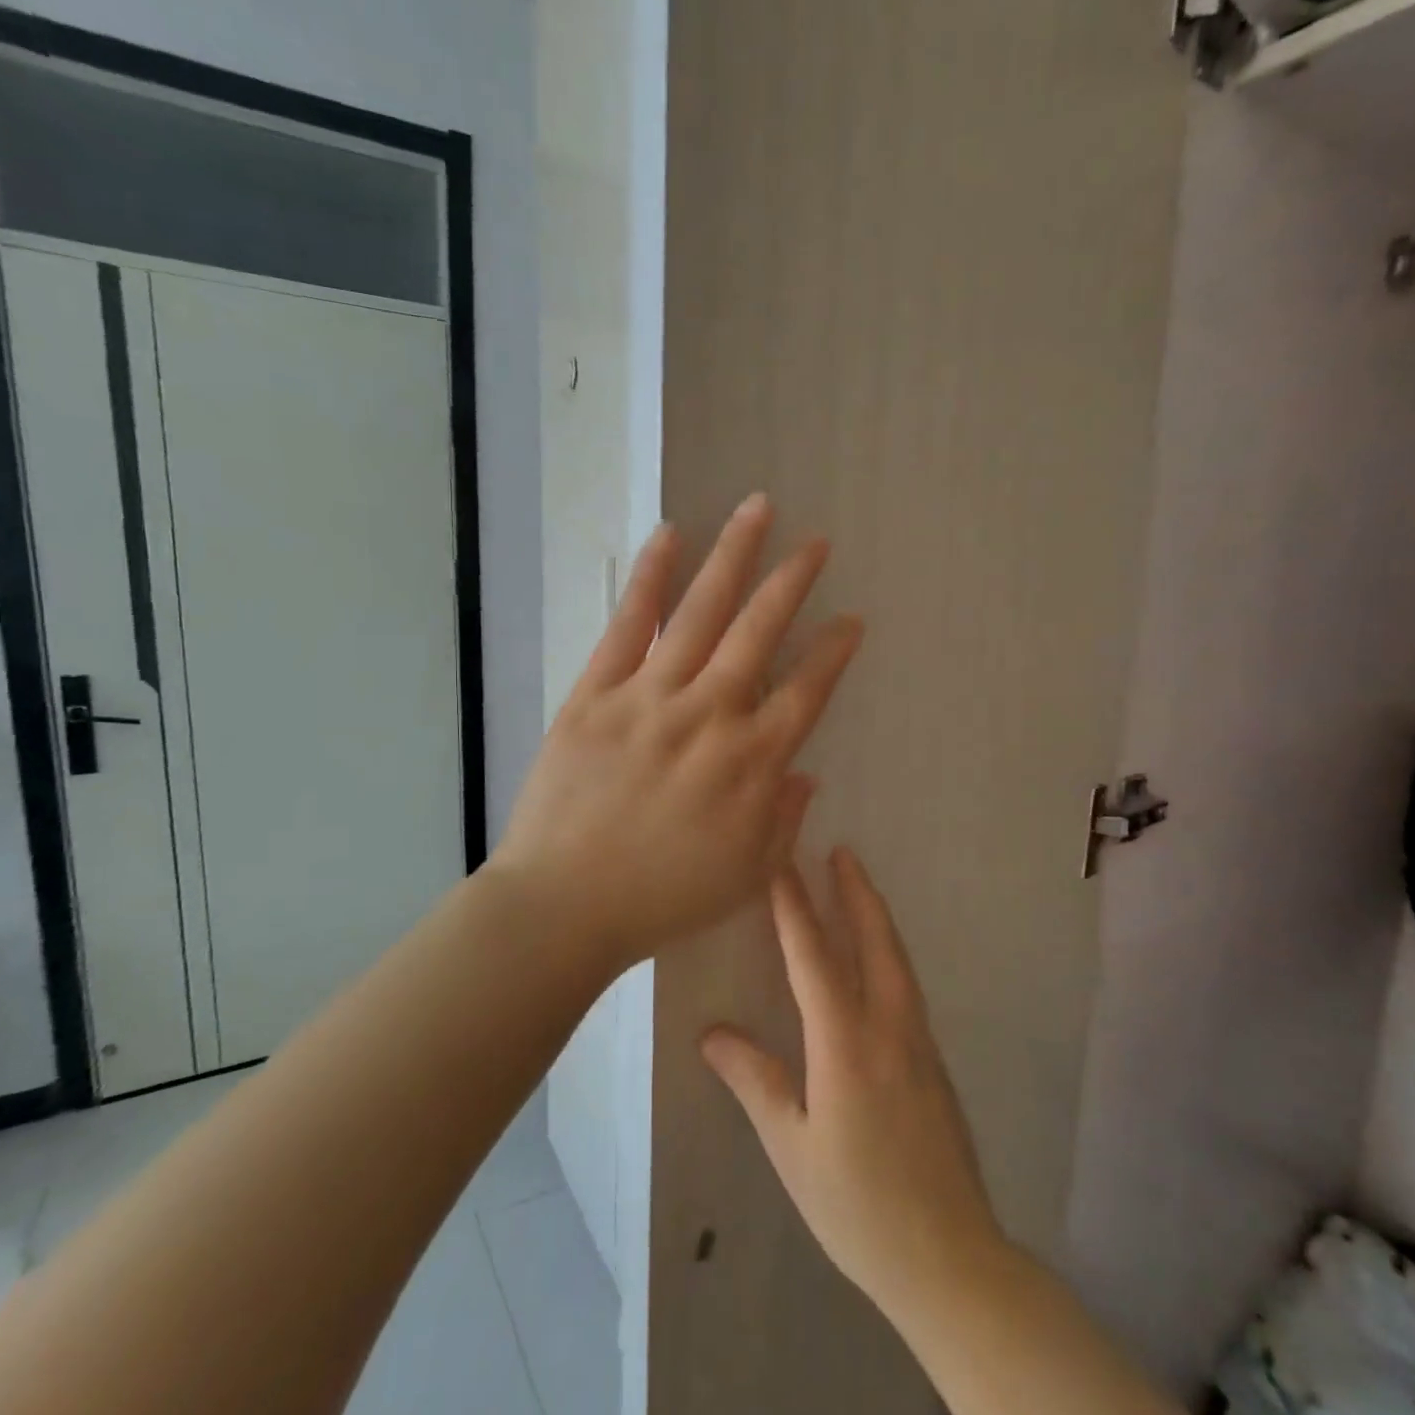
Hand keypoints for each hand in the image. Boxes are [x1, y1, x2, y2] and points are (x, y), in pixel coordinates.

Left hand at [493, 495, 862, 971]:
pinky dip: (649, 578)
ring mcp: (649, 696)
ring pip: (701, 612)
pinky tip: (670, 536)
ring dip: (733, 556)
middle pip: (760, 632)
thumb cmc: (661, 899)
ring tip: (757, 509)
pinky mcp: (596, 693)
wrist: (564, 905)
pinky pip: (627, 625)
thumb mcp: (746, 876)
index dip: (833, 652)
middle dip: (792, 582)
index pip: (806, 691)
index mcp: (751, 762)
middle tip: (815, 542)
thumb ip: (783, 819)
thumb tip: (805, 772)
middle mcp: (709, 715)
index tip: (850, 621)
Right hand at [702, 849, 1007, 1316]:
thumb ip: (756, 1080)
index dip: (794, 908)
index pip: (813, 958)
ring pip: (896, 960)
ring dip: (875, 917)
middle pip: (874, 941)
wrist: (950, 1259)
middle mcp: (889, 1028)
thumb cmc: (857, 1206)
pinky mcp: (933, 1062)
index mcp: (847, 1044)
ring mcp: (918, 1043)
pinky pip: (905, 985)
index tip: (781, 864)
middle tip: (840, 851)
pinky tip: (876, 957)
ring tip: (858, 887)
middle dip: (855, 892)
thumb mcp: (792, 1147)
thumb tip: (712, 1033)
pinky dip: (887, 951)